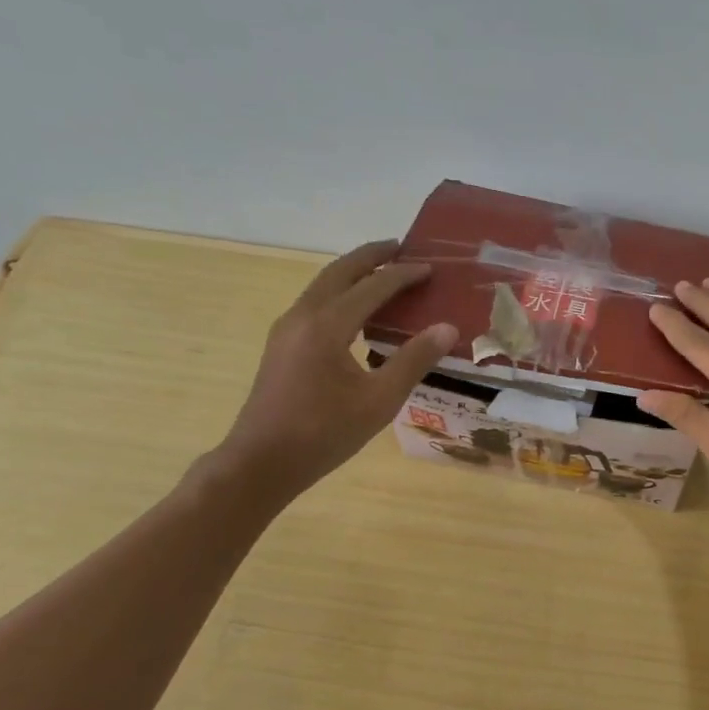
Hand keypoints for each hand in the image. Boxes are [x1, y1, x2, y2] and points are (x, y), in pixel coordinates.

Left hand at [210, 240, 456, 504]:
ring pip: (324, 285)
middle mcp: (303, 316)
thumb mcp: (379, 400)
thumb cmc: (324, 433)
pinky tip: (357, 311)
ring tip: (383, 272)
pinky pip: (316, 303)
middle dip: (372, 256)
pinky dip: (341, 293)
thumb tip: (447, 327)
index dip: (404, 274)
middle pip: (340, 271)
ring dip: (354, 273)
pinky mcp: (282, 345)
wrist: (261, 462)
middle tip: (402, 247)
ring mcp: (287, 329)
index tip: (431, 267)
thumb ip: (414, 360)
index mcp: (327, 325)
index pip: (373, 286)